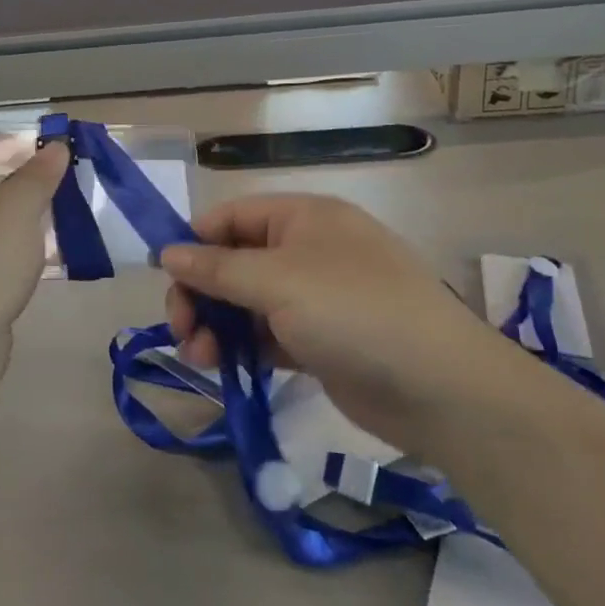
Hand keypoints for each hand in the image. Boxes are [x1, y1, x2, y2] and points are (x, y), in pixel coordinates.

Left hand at [0, 130, 68, 352]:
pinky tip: (33, 255)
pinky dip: (5, 244)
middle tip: (58, 186)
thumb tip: (55, 146)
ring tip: (53, 218)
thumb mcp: (20, 206)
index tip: (49, 155)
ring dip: (16, 213)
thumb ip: (39, 172)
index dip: (13, 140)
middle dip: (21, 178)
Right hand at [160, 195, 504, 445]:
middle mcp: (307, 250)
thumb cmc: (353, 311)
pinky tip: (224, 367)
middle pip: (234, 262)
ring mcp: (315, 297)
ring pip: (247, 302)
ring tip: (200, 358)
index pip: (231, 218)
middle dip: (201, 293)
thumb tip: (167, 252)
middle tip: (181, 330)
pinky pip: (266, 334)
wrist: (440, 387)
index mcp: (302, 218)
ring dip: (216, 325)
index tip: (164, 278)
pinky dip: (242, 347)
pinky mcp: (320, 341)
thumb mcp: (278, 281)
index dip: (194, 243)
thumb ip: (217, 268)